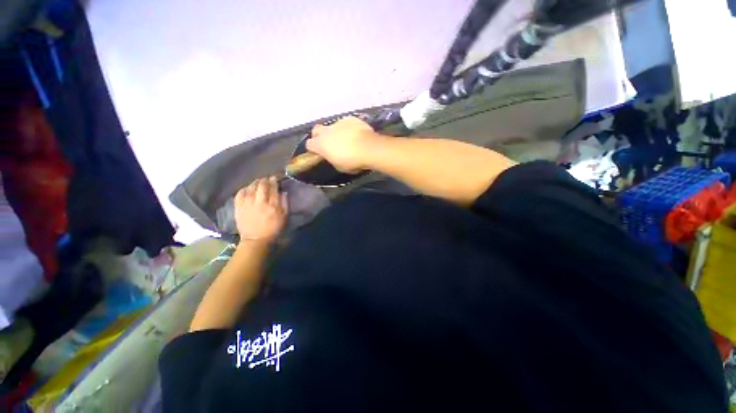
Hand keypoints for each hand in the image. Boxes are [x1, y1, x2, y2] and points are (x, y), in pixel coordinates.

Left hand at [234, 177, 287, 242]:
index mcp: (272, 205)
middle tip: (266, 178)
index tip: (274, 177)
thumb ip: (285, 203)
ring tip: (257, 182)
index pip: (273, 188)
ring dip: (255, 183)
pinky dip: (244, 189)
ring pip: (250, 187)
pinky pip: (239, 194)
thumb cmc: (273, 228)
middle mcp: (259, 202)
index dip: (274, 181)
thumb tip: (283, 192)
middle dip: (264, 180)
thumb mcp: (284, 217)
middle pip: (261, 185)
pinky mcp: (239, 207)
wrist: (256, 239)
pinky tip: (247, 189)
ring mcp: (247, 204)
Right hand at [306, 116, 381, 172]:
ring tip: (347, 139)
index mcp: (320, 144)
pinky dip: (349, 128)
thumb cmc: (353, 161)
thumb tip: (333, 156)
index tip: (319, 153)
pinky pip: (346, 123)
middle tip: (329, 144)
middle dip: (320, 136)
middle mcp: (326, 131)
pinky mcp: (350, 118)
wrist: (369, 148)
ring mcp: (338, 123)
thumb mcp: (339, 166)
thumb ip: (332, 159)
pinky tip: (356, 134)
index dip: (313, 149)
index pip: (309, 145)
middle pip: (316, 130)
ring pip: (332, 126)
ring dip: (336, 132)